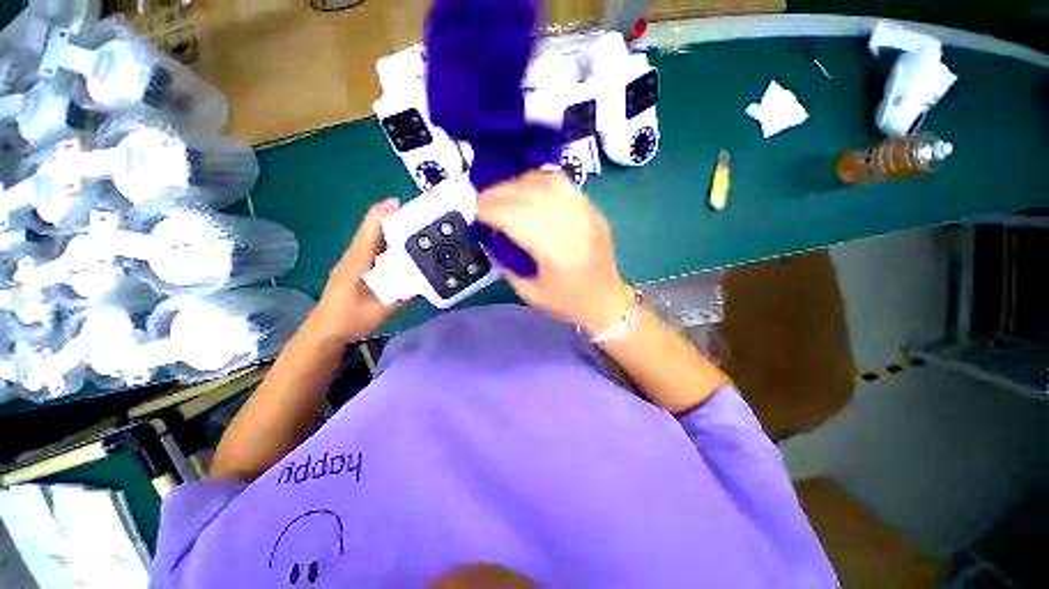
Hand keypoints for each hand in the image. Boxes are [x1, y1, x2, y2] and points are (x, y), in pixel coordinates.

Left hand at [307, 198, 408, 342]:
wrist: (325, 330)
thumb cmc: (349, 319)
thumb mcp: (380, 311)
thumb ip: (403, 297)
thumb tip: (427, 284)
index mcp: (357, 261)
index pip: (370, 230)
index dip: (384, 214)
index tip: (402, 203)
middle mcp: (355, 255)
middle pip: (373, 228)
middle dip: (393, 216)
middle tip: (420, 214)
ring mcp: (355, 260)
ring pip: (373, 237)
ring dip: (392, 227)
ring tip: (417, 226)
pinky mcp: (358, 266)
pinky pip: (375, 247)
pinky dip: (389, 241)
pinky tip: (404, 246)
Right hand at [477, 170, 633, 334]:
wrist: (607, 302)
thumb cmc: (568, 304)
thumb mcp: (529, 294)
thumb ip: (506, 264)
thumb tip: (490, 237)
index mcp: (559, 254)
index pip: (519, 217)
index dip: (493, 210)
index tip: (477, 214)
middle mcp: (576, 228)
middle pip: (532, 194)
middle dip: (500, 193)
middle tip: (483, 201)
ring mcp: (589, 215)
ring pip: (549, 181)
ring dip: (519, 183)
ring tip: (504, 194)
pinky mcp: (594, 210)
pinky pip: (563, 184)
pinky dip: (539, 181)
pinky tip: (527, 191)